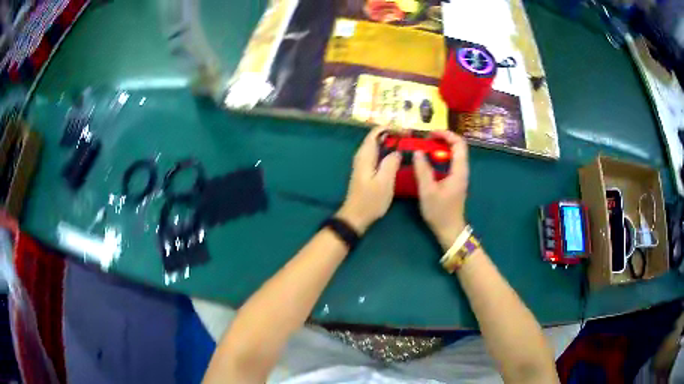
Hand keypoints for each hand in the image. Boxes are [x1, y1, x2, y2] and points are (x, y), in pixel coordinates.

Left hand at [337, 127, 401, 233]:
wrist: (356, 216)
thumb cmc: (370, 200)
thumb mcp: (384, 182)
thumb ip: (391, 163)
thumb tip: (397, 151)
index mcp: (365, 155)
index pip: (376, 132)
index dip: (390, 128)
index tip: (405, 131)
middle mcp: (362, 155)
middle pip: (377, 137)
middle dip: (393, 134)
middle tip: (410, 138)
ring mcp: (364, 163)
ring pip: (378, 146)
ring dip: (392, 143)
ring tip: (407, 145)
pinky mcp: (367, 170)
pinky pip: (378, 155)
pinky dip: (388, 152)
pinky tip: (399, 158)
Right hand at [414, 131, 468, 249]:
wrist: (449, 230)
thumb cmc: (440, 212)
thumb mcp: (427, 191)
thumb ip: (422, 170)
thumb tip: (417, 151)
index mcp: (459, 171)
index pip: (459, 144)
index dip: (446, 134)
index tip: (430, 133)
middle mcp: (462, 170)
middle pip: (457, 146)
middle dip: (442, 138)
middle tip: (425, 139)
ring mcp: (460, 176)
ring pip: (454, 154)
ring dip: (441, 147)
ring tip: (425, 147)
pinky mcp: (455, 181)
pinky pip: (450, 162)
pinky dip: (441, 156)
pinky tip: (429, 160)